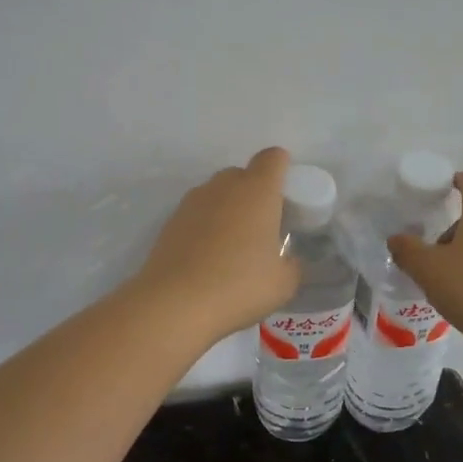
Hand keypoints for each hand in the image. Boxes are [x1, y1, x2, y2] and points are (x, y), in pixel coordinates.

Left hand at [132, 147, 303, 340]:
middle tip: (262, 227)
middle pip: (243, 174)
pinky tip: (208, 257)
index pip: (272, 158)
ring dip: (228, 209)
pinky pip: (197, 213)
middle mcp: (224, 186)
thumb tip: (287, 259)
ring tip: (233, 246)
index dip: (282, 168)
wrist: (175, 304)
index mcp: (257, 191)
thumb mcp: (283, 283)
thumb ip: (292, 264)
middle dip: (254, 192)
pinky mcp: (170, 221)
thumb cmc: (239, 286)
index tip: (286, 194)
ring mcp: (192, 201)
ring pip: (217, 193)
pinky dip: (206, 226)